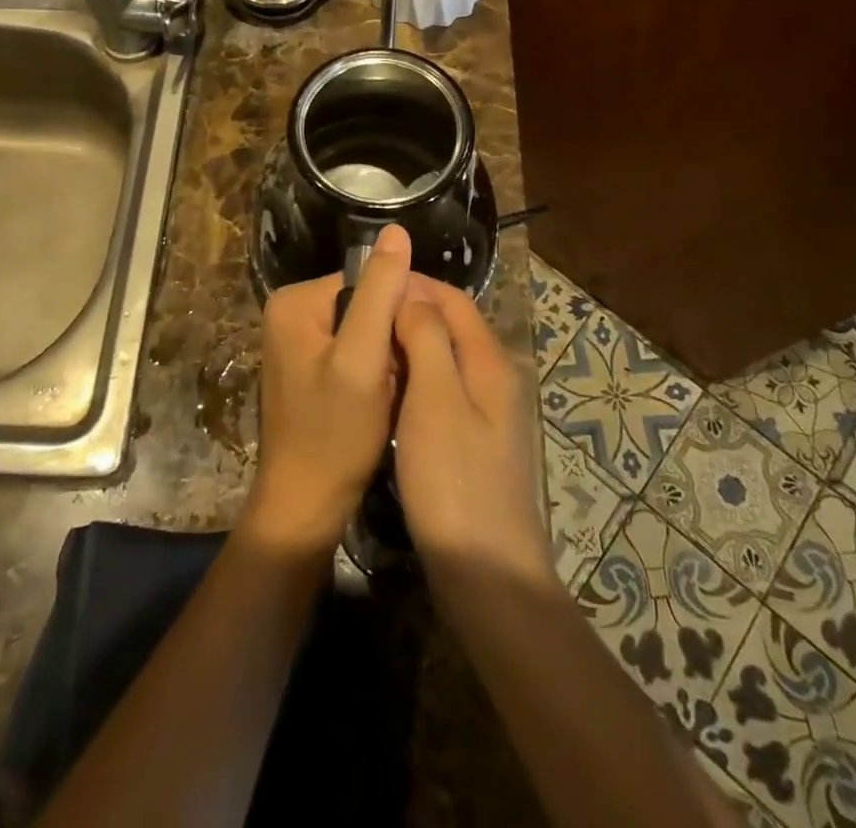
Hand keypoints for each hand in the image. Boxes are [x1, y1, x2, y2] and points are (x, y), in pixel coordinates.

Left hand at [245, 225, 412, 554]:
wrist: (305, 507)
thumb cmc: (334, 434)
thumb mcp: (362, 358)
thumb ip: (380, 293)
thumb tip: (396, 230)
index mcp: (294, 301)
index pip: (367, 280)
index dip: (401, 309)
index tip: (421, 344)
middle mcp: (289, 312)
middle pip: (365, 304)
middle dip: (392, 336)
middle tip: (406, 374)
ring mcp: (297, 342)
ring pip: (365, 330)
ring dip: (387, 356)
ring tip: (396, 389)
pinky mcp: (308, 368)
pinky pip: (354, 352)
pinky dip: (375, 371)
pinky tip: (383, 398)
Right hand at [392, 277, 557, 596]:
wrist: (486, 573)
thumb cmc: (454, 480)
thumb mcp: (435, 399)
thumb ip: (427, 338)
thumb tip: (413, 294)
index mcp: (490, 361)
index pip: (453, 299)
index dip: (415, 285)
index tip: (370, 283)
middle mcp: (494, 379)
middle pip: (451, 326)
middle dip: (409, 312)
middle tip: (361, 315)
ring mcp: (486, 414)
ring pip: (444, 359)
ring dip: (409, 346)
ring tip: (368, 347)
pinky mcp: (472, 443)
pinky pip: (441, 391)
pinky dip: (415, 379)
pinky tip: (388, 392)